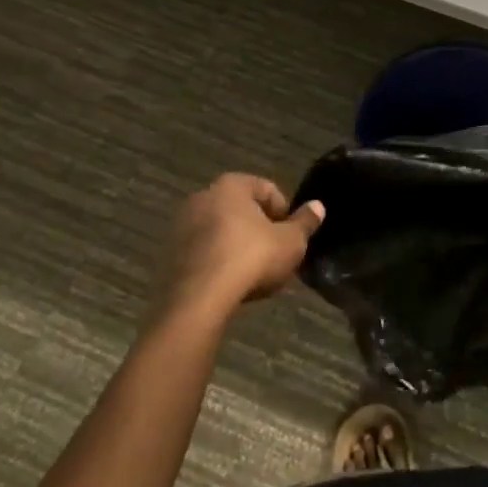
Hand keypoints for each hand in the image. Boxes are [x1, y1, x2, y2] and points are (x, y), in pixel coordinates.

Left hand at [160, 174, 324, 320]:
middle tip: (274, 256)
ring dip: (237, 246)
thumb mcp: (291, 242)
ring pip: (220, 231)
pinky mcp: (169, 255)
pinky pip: (203, 252)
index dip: (285, 213)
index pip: (267, 189)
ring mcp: (182, 226)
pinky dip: (217, 262)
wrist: (197, 301)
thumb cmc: (251, 259)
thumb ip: (305, 223)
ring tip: (252, 275)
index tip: (291, 239)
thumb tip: (318, 206)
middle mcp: (203, 196)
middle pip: (242, 209)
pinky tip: (229, 285)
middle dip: (259, 230)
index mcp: (232, 184)